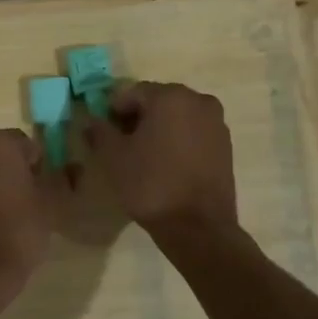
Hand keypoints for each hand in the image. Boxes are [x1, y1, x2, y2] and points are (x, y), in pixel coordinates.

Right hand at [78, 81, 238, 233]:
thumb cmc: (150, 185)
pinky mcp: (225, 145)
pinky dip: (178, 141)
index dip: (113, 111)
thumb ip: (99, 132)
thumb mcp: (113, 158)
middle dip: (138, 118)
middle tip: (122, 145)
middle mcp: (198, 100)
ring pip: (178, 117)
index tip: (105, 133)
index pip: (132, 92)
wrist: (197, 226)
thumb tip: (92, 121)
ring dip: (159, 129)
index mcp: (170, 96)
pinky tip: (167, 165)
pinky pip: (194, 133)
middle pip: (157, 101)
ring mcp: (216, 123)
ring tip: (145, 157)